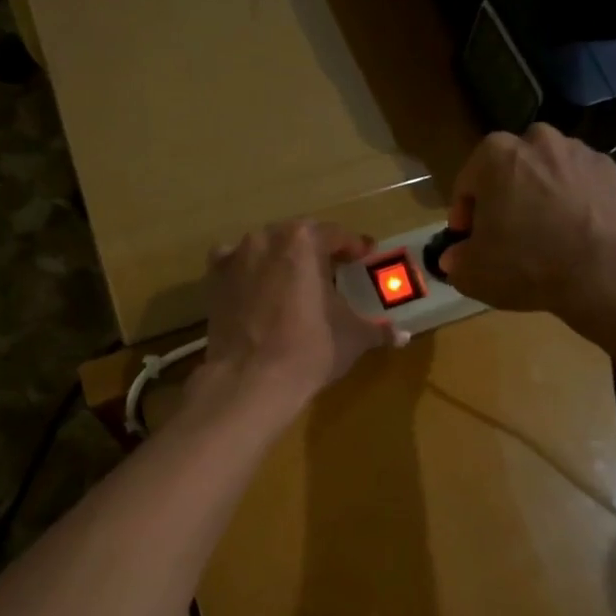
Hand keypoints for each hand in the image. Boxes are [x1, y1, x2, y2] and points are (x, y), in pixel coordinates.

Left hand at [195, 220, 397, 417]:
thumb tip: (402, 334)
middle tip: (332, 270)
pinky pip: (235, 263)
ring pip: (266, 248)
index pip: (336, 235)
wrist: (251, 379)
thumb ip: (377, 329)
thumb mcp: (352, 337)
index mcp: (304, 240)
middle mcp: (267, 237)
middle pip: (298, 237)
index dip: (353, 247)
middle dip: (316, 251)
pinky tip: (257, 288)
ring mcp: (236, 255)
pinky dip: (247, 270)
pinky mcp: (214, 278)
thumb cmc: (310, 349)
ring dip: (282, 259)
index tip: (364, 258)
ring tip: (295, 282)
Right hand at [436, 125, 615, 333]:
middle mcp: (537, 139)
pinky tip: (573, 231)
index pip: (467, 184)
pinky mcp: (611, 170)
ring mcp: (579, 152)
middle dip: (504, 196)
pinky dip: (573, 199)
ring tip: (543, 232)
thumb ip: (456, 259)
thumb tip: (454, 256)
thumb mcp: (473, 272)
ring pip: (546, 172)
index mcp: (495, 154)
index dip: (464, 215)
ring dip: (539, 194)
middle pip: (508, 170)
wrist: (604, 274)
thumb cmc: (526, 263)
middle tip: (505, 233)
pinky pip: (579, 183)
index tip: (469, 239)